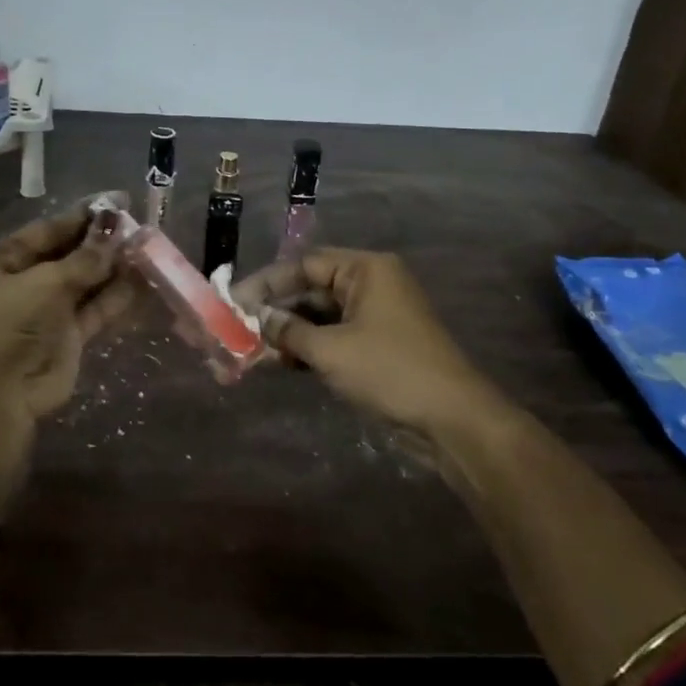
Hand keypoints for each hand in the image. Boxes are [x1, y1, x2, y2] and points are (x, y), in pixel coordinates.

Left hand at [0, 203, 136, 421]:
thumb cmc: (10, 323)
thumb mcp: (45, 282)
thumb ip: (85, 259)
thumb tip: (115, 232)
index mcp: (8, 260)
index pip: (50, 229)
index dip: (83, 215)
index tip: (118, 201)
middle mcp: (29, 281)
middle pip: (72, 254)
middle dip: (103, 241)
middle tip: (140, 226)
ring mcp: (51, 310)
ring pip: (89, 281)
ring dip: (115, 267)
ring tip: (150, 249)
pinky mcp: (72, 337)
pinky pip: (99, 309)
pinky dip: (120, 296)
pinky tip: (146, 280)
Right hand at [232, 248, 493, 436]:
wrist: (451, 420)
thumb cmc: (390, 371)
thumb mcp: (331, 350)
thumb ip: (289, 331)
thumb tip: (258, 320)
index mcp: (366, 270)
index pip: (304, 264)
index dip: (266, 283)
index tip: (234, 302)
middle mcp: (370, 285)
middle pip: (310, 289)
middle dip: (275, 311)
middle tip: (237, 330)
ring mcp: (375, 317)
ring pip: (320, 316)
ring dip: (288, 333)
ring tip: (252, 351)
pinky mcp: (377, 346)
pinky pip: (333, 337)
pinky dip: (308, 349)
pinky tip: (281, 364)